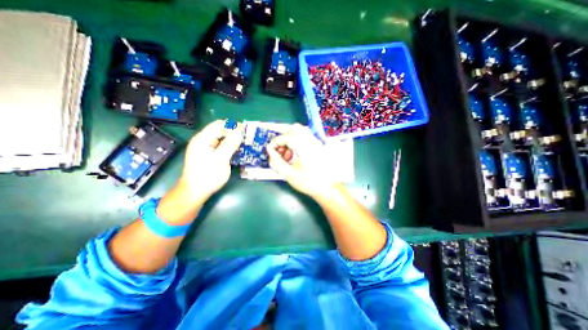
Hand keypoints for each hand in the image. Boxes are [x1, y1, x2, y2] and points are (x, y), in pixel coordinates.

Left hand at [180, 120, 242, 202]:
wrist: (195, 192)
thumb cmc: (207, 176)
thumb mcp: (220, 160)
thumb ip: (229, 144)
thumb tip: (239, 131)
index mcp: (203, 139)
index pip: (219, 125)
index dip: (233, 126)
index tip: (246, 131)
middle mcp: (204, 141)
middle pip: (221, 131)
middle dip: (234, 133)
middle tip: (248, 138)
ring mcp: (207, 149)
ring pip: (223, 139)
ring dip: (234, 141)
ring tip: (246, 144)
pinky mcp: (211, 155)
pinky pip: (222, 147)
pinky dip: (231, 147)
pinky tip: (239, 151)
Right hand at [268, 125, 336, 199]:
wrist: (328, 188)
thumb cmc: (309, 182)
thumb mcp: (289, 174)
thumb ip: (276, 162)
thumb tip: (270, 152)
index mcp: (304, 147)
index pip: (286, 137)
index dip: (275, 142)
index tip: (270, 150)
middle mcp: (311, 140)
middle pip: (294, 128)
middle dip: (282, 135)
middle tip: (276, 146)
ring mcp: (316, 142)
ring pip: (300, 130)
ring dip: (289, 137)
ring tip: (286, 151)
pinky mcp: (318, 146)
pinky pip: (305, 136)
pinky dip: (296, 140)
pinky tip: (294, 152)